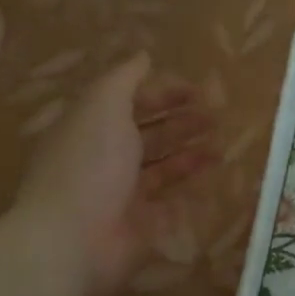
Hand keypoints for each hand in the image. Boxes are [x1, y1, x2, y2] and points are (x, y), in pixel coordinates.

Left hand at [12, 54, 214, 295]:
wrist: (73, 240)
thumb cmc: (88, 165)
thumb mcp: (102, 106)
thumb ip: (124, 79)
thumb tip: (144, 55)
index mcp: (91, 127)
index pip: (130, 103)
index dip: (162, 93)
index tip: (197, 90)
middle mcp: (105, 159)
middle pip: (149, 135)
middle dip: (183, 123)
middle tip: (217, 116)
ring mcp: (122, 194)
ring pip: (163, 168)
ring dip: (191, 153)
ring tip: (222, 145)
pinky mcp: (141, 226)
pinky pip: (171, 203)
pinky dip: (191, 190)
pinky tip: (214, 178)